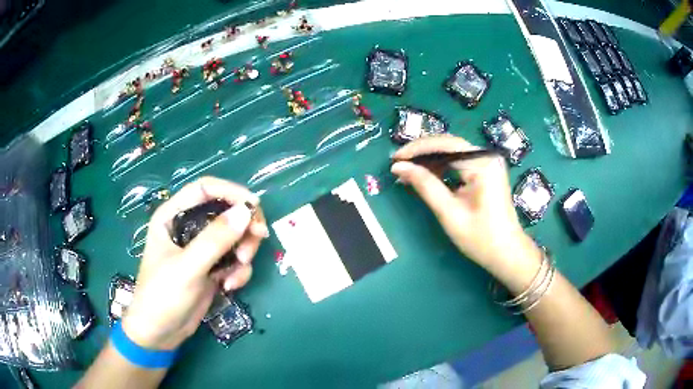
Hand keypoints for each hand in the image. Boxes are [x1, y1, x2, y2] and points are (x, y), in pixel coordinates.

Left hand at [121, 177, 267, 349]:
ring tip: (236, 274)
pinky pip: (235, 259)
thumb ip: (214, 240)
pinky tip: (229, 287)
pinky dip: (239, 271)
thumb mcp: (187, 268)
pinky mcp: (211, 267)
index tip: (254, 207)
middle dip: (243, 228)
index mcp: (173, 216)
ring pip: (235, 236)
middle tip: (254, 244)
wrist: (160, 333)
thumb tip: (246, 211)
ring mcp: (201, 248)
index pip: (205, 188)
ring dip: (243, 252)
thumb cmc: (162, 296)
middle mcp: (188, 227)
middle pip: (225, 211)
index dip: (231, 192)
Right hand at [391, 135, 540, 273]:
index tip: (395, 158)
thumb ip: (425, 185)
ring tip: (407, 171)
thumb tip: (399, 167)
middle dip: (422, 153)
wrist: (507, 254)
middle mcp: (487, 157)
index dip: (417, 149)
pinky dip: (441, 168)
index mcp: (482, 164)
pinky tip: (426, 176)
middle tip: (398, 164)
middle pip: (449, 145)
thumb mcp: (449, 212)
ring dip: (430, 160)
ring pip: (452, 152)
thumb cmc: (481, 238)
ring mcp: (488, 163)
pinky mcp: (486, 172)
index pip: (445, 144)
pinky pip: (459, 163)